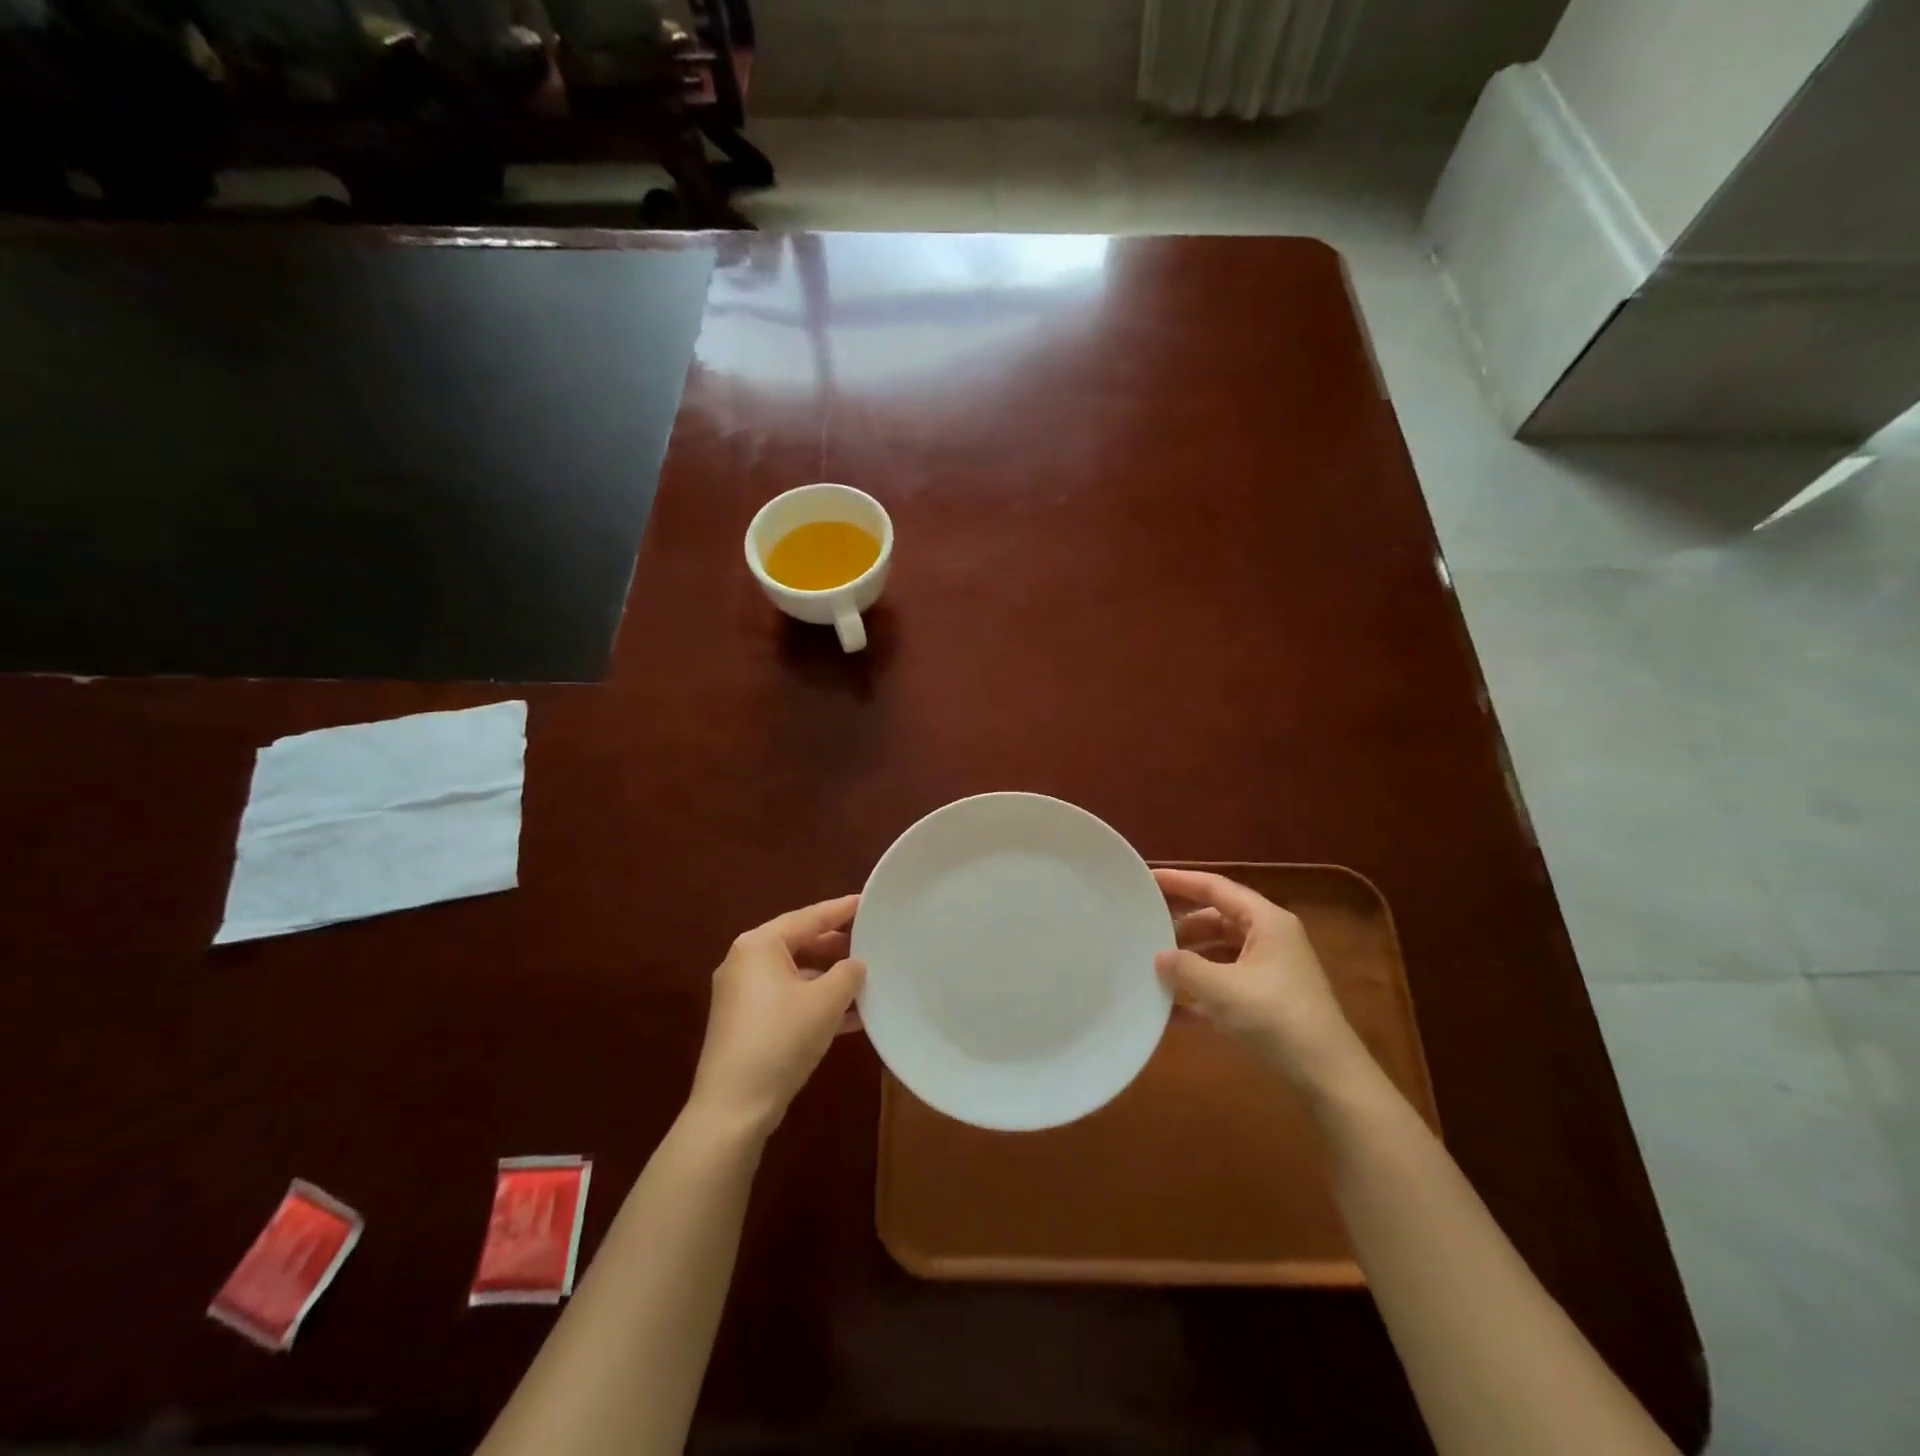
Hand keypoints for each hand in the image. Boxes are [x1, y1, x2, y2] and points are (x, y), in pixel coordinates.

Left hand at [688, 894, 865, 1136]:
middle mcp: (746, 962)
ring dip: (830, 979)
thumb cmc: (781, 1039)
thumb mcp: (826, 1001)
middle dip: (838, 947)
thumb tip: (856, 964)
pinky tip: (851, 1017)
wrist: (733, 1108)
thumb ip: (848, 973)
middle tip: (873, 943)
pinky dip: (816, 1003)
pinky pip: (788, 999)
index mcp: (760, 945)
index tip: (870, 901)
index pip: (810, 916)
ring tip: (868, 981)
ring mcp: (743, 995)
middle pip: (801, 943)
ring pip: (797, 974)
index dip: (842, 909)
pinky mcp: (746, 1023)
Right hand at [1154, 868, 1366, 1093]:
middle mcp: (1270, 938)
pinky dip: (1203, 987)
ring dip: (1191, 958)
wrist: (1328, 1078)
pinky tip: (1173, 1007)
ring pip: (1222, 950)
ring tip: (1155, 965)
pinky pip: (1228, 980)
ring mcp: (1272, 969)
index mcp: (1266, 921)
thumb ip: (1184, 967)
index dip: (1180, 881)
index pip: (1216, 888)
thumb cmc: (1276, 1019)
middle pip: (1218, 918)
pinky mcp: (1270, 999)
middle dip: (1182, 924)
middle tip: (1145, 925)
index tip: (1148, 877)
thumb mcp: (1221, 990)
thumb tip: (1160, 957)